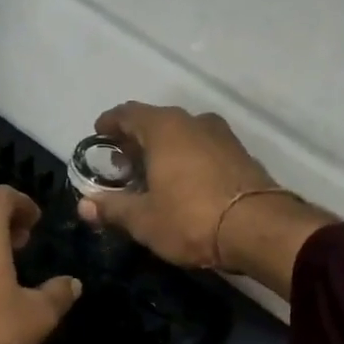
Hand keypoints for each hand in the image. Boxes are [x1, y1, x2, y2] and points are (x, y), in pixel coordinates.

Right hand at [74, 103, 280, 266]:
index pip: (129, 113)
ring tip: (151, 175)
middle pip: (157, 123)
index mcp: (164, 128)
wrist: (259, 230)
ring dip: (164, 150)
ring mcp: (222, 136)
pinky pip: (204, 149)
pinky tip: (183, 183)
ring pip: (183, 135)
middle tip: (121, 163)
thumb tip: (84, 205)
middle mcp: (194, 122)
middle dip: (136, 140)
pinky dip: (187, 159)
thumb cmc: (191, 219)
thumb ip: (112, 208)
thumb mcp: (144, 220)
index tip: (99, 134)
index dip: (110, 123)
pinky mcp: (241, 155)